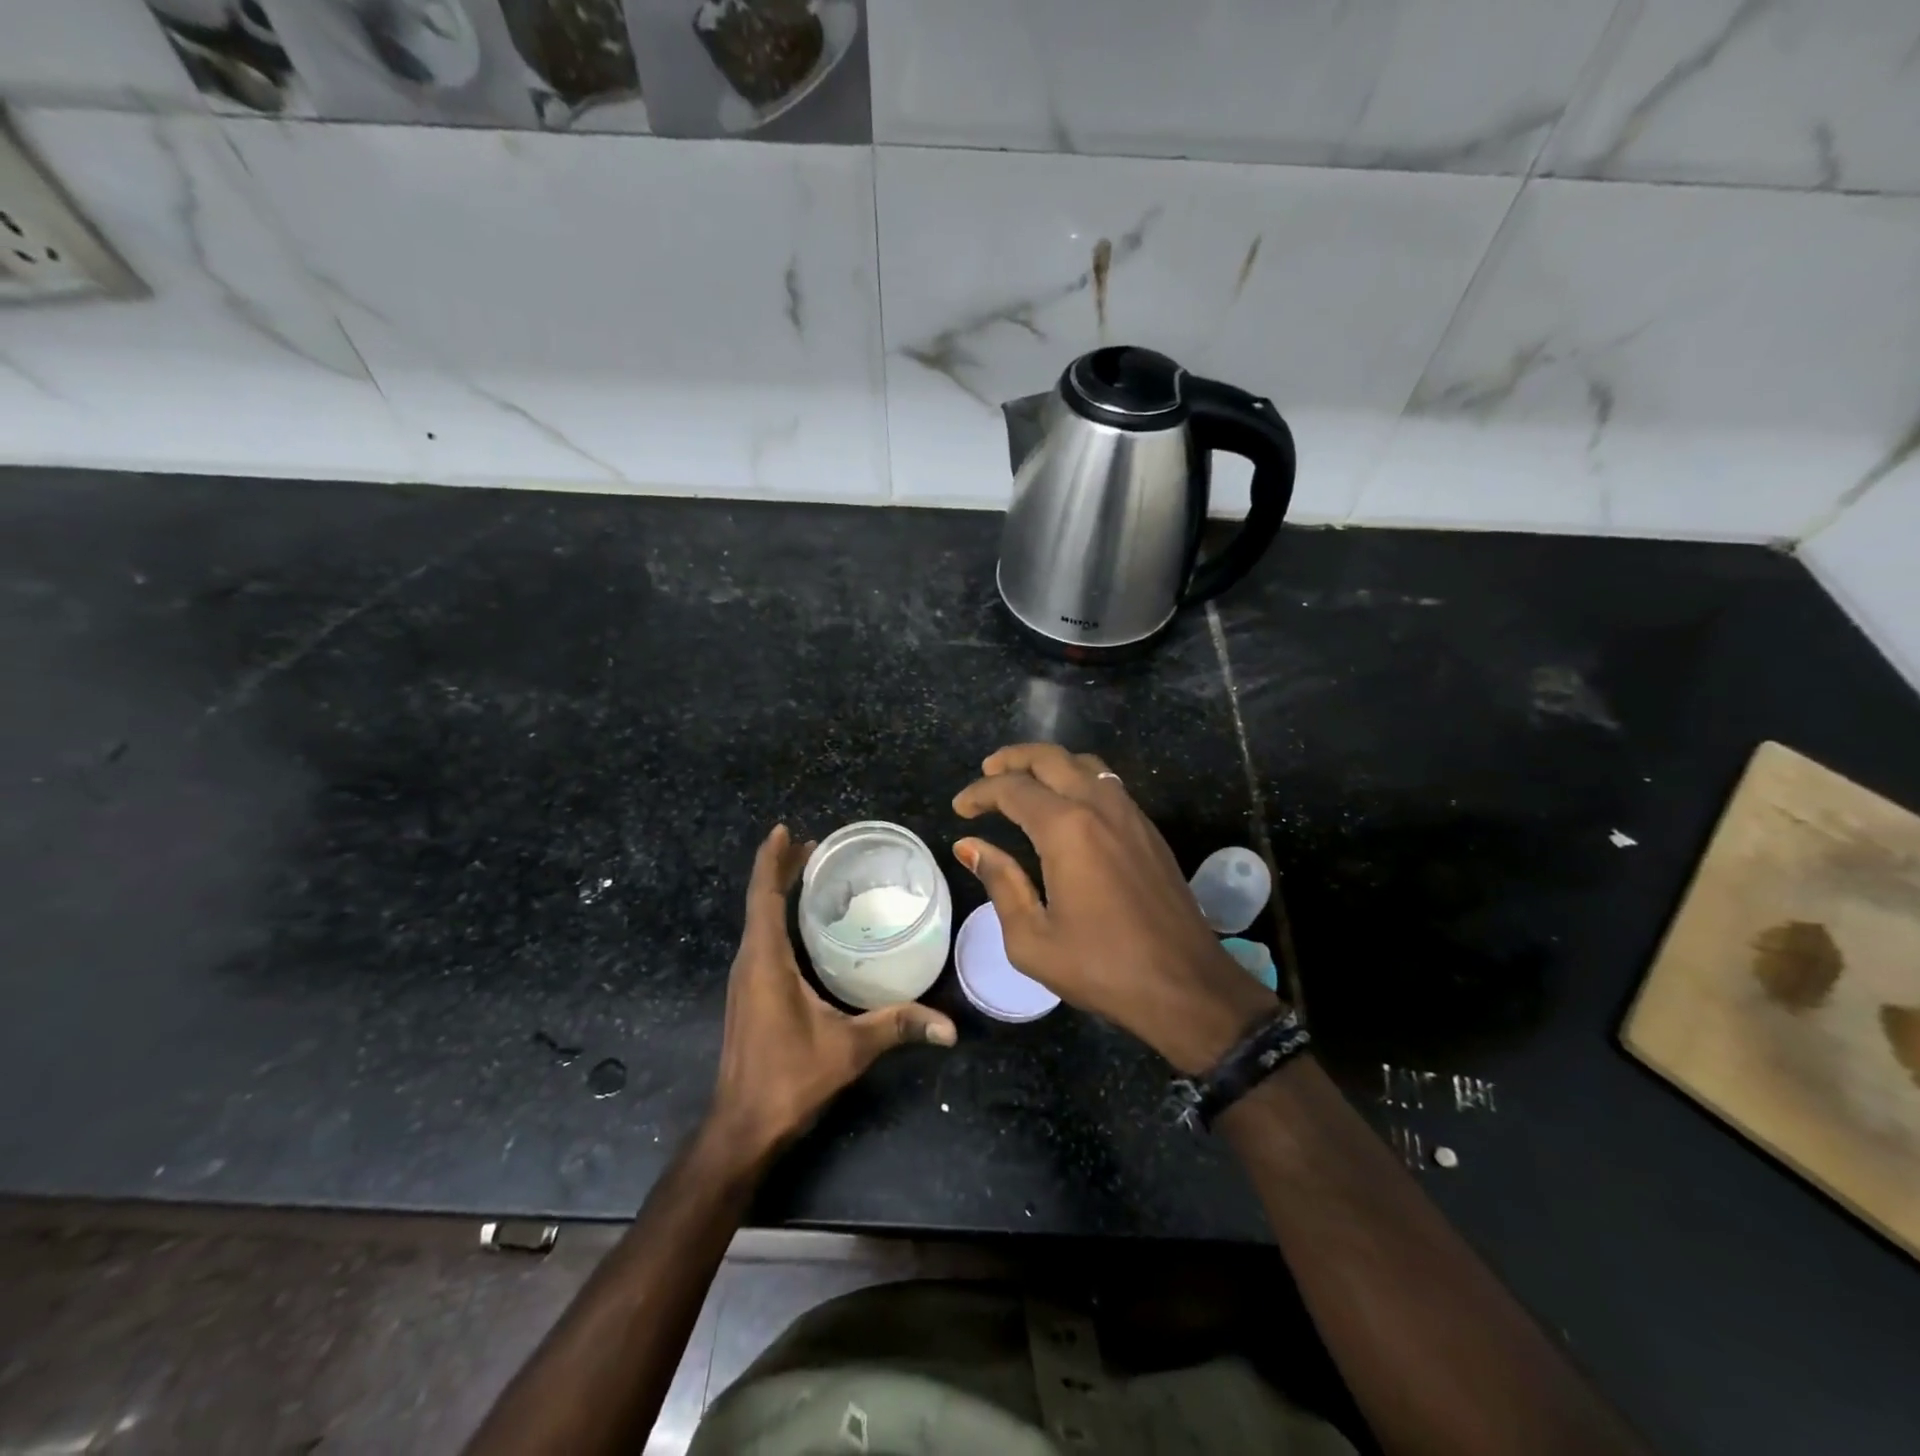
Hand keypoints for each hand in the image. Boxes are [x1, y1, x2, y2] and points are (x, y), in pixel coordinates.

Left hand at [709, 825, 957, 1157]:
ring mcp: (744, 980)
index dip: (772, 861)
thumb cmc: (789, 1079)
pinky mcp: (747, 996)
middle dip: (781, 869)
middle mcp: (749, 963)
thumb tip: (950, 1027)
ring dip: (778, 893)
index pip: (764, 897)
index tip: (786, 830)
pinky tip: (801, 925)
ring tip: (809, 872)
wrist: (742, 1128)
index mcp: (765, 962)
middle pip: (760, 902)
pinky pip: (760, 941)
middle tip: (813, 844)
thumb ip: (899, 1026)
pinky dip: (777, 918)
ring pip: (758, 922)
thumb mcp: (850, 1048)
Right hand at [954, 744, 1275, 1072]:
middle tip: (986, 773)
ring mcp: (1130, 814)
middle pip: (1050, 757)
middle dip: (1012, 759)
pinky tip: (1065, 805)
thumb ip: (1000, 882)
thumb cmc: (1102, 968)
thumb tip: (969, 846)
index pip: (1013, 789)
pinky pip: (1107, 784)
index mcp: (1067, 829)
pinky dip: (1077, 778)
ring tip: (1023, 782)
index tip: (959, 808)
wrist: (1186, 986)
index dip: (980, 793)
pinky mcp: (1148, 830)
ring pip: (1084, 763)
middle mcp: (1100, 807)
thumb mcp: (1032, 939)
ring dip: (1048, 763)